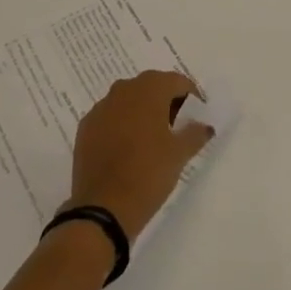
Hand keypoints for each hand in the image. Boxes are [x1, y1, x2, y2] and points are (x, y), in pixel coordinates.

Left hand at [66, 71, 213, 238]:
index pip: (176, 81)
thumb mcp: (179, 154)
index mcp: (149, 90)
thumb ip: (195, 133)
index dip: (191, 96)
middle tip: (178, 126)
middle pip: (151, 86)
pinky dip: (122, 125)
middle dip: (166, 101)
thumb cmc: (148, 173)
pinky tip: (128, 149)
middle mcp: (123, 90)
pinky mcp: (85, 127)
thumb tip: (204, 125)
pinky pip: (110, 117)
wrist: (103, 208)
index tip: (198, 117)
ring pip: (128, 100)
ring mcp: (100, 108)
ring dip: (142, 111)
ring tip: (153, 138)